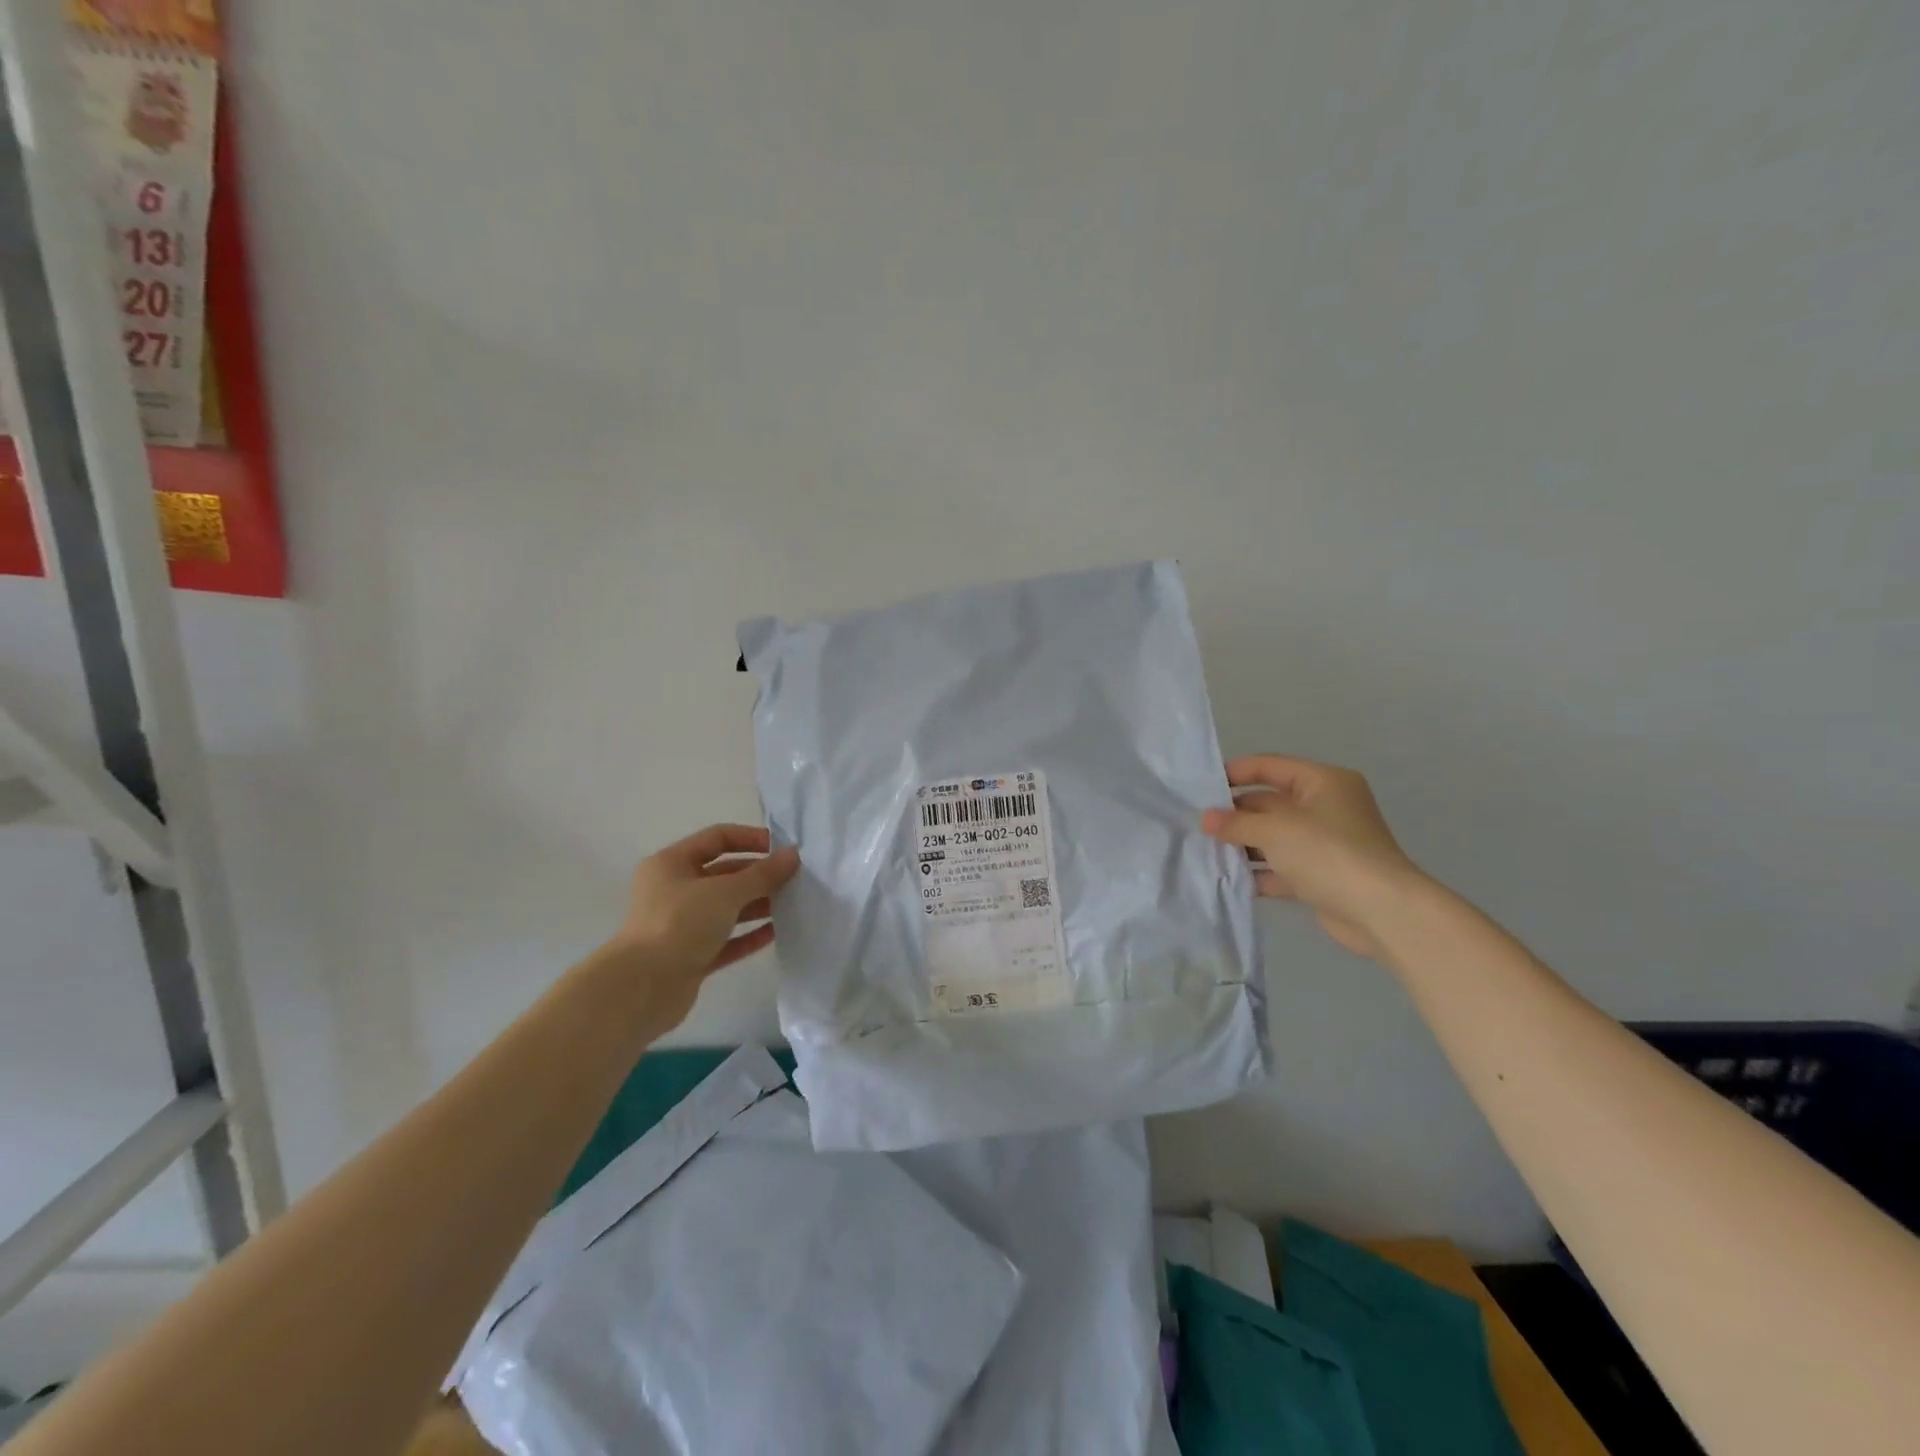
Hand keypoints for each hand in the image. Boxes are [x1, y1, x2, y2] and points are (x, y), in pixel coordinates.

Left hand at [597, 824, 800, 1029]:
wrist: (642, 989)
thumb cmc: (679, 924)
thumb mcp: (725, 892)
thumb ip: (762, 874)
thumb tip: (793, 855)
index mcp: (672, 864)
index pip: (717, 838)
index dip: (751, 839)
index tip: (783, 849)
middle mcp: (674, 890)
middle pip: (724, 874)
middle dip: (759, 875)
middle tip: (795, 879)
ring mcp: (681, 925)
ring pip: (727, 908)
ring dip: (758, 905)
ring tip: (792, 904)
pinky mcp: (690, 956)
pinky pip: (726, 940)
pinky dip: (749, 935)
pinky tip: (776, 932)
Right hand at [1202, 755, 1423, 959]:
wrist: (1382, 912)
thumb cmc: (1328, 854)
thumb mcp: (1275, 831)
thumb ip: (1236, 823)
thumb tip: (1205, 819)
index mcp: (1322, 782)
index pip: (1270, 767)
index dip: (1235, 773)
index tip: (1200, 787)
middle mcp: (1325, 807)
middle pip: (1270, 803)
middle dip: (1235, 814)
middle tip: (1198, 824)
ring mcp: (1325, 842)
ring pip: (1274, 836)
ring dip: (1243, 844)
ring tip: (1205, 851)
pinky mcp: (1322, 874)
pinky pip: (1282, 866)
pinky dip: (1259, 871)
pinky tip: (1230, 878)